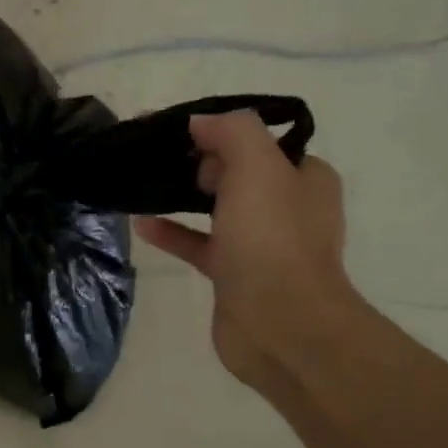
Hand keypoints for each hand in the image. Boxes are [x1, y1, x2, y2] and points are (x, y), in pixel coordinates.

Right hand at [135, 112, 357, 388]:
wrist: (281, 325)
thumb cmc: (272, 240)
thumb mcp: (258, 167)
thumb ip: (232, 132)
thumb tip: (200, 122)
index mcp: (305, 178)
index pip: (262, 143)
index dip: (222, 134)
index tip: (182, 134)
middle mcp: (288, 208)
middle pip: (238, 173)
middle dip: (201, 163)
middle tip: (162, 160)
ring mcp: (261, 245)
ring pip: (218, 209)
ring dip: (184, 196)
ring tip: (146, 183)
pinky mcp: (234, 275)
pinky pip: (199, 244)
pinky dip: (173, 232)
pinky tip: (142, 224)